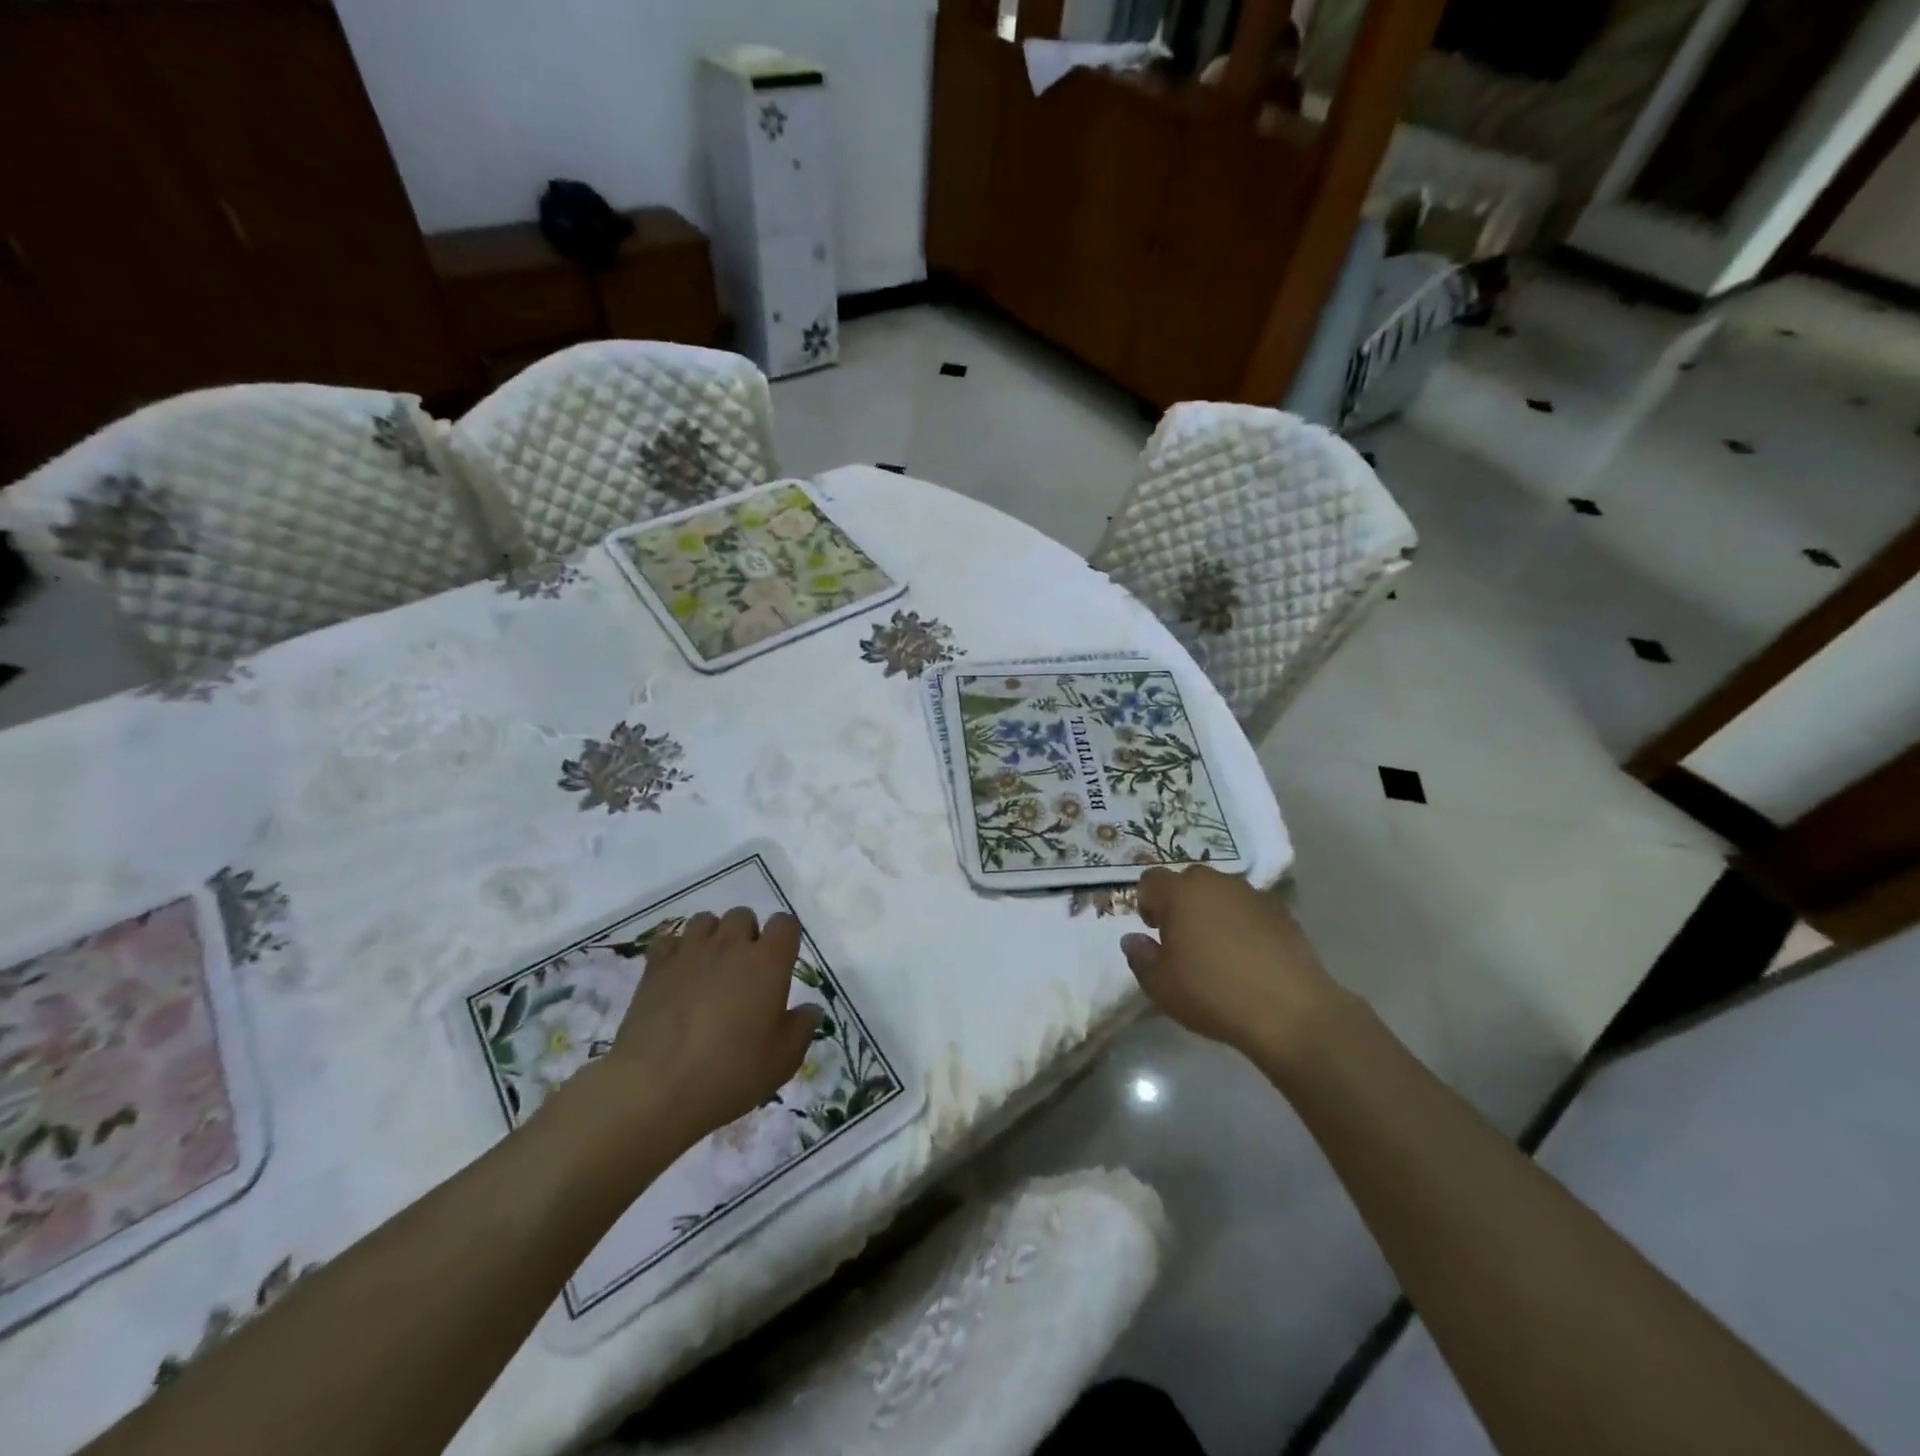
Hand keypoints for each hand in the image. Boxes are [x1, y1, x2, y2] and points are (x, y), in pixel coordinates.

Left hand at [593, 908, 820, 1149]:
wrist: (655, 1089)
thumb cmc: (730, 1073)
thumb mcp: (783, 1060)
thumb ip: (802, 1028)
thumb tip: (809, 1009)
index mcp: (768, 962)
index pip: (785, 923)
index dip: (786, 938)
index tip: (781, 962)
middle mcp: (731, 946)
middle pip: (743, 915)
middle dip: (747, 935)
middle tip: (744, 972)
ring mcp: (690, 952)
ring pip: (706, 920)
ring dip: (713, 937)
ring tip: (710, 969)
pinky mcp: (655, 966)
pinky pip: (669, 939)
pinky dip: (677, 950)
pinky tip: (678, 975)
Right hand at [1122, 866, 1343, 1067]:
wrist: (1290, 1011)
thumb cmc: (1213, 994)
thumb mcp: (1161, 986)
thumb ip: (1140, 957)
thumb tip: (1133, 939)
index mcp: (1180, 893)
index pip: (1151, 879)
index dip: (1146, 902)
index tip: (1154, 931)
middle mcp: (1216, 883)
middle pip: (1188, 881)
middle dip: (1181, 902)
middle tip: (1183, 939)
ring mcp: (1253, 894)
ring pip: (1222, 892)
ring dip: (1213, 910)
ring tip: (1219, 948)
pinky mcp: (1282, 912)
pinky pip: (1250, 908)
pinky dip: (1243, 922)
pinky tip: (1249, 955)